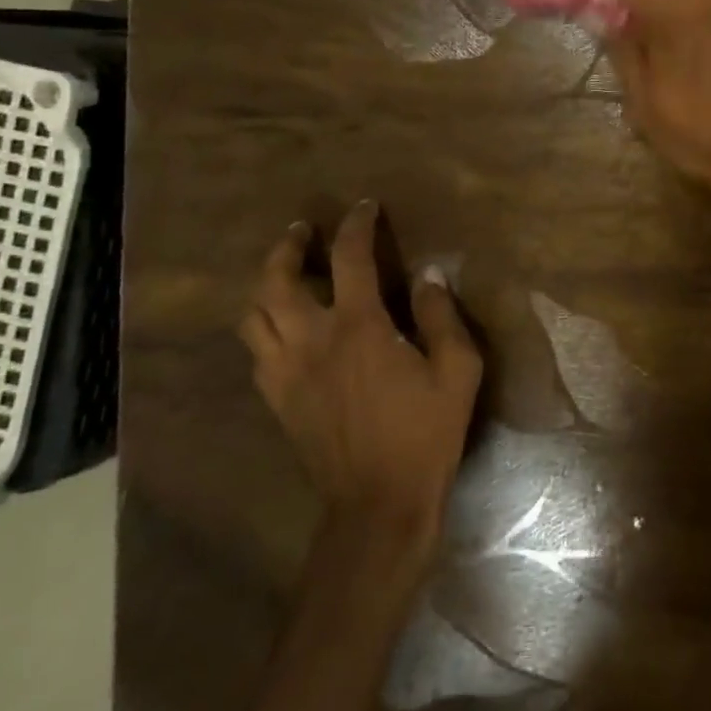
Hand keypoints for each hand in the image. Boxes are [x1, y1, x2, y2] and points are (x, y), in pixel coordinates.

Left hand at [239, 204, 482, 559]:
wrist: (378, 504)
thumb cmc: (425, 433)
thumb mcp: (457, 371)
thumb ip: (442, 317)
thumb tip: (429, 275)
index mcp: (359, 328)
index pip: (349, 258)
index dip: (356, 225)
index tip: (365, 207)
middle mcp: (312, 342)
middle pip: (276, 281)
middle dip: (286, 247)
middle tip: (302, 232)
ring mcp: (286, 373)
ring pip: (253, 315)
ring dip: (265, 284)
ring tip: (285, 272)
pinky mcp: (277, 400)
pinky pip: (256, 351)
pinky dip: (264, 325)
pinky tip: (284, 327)